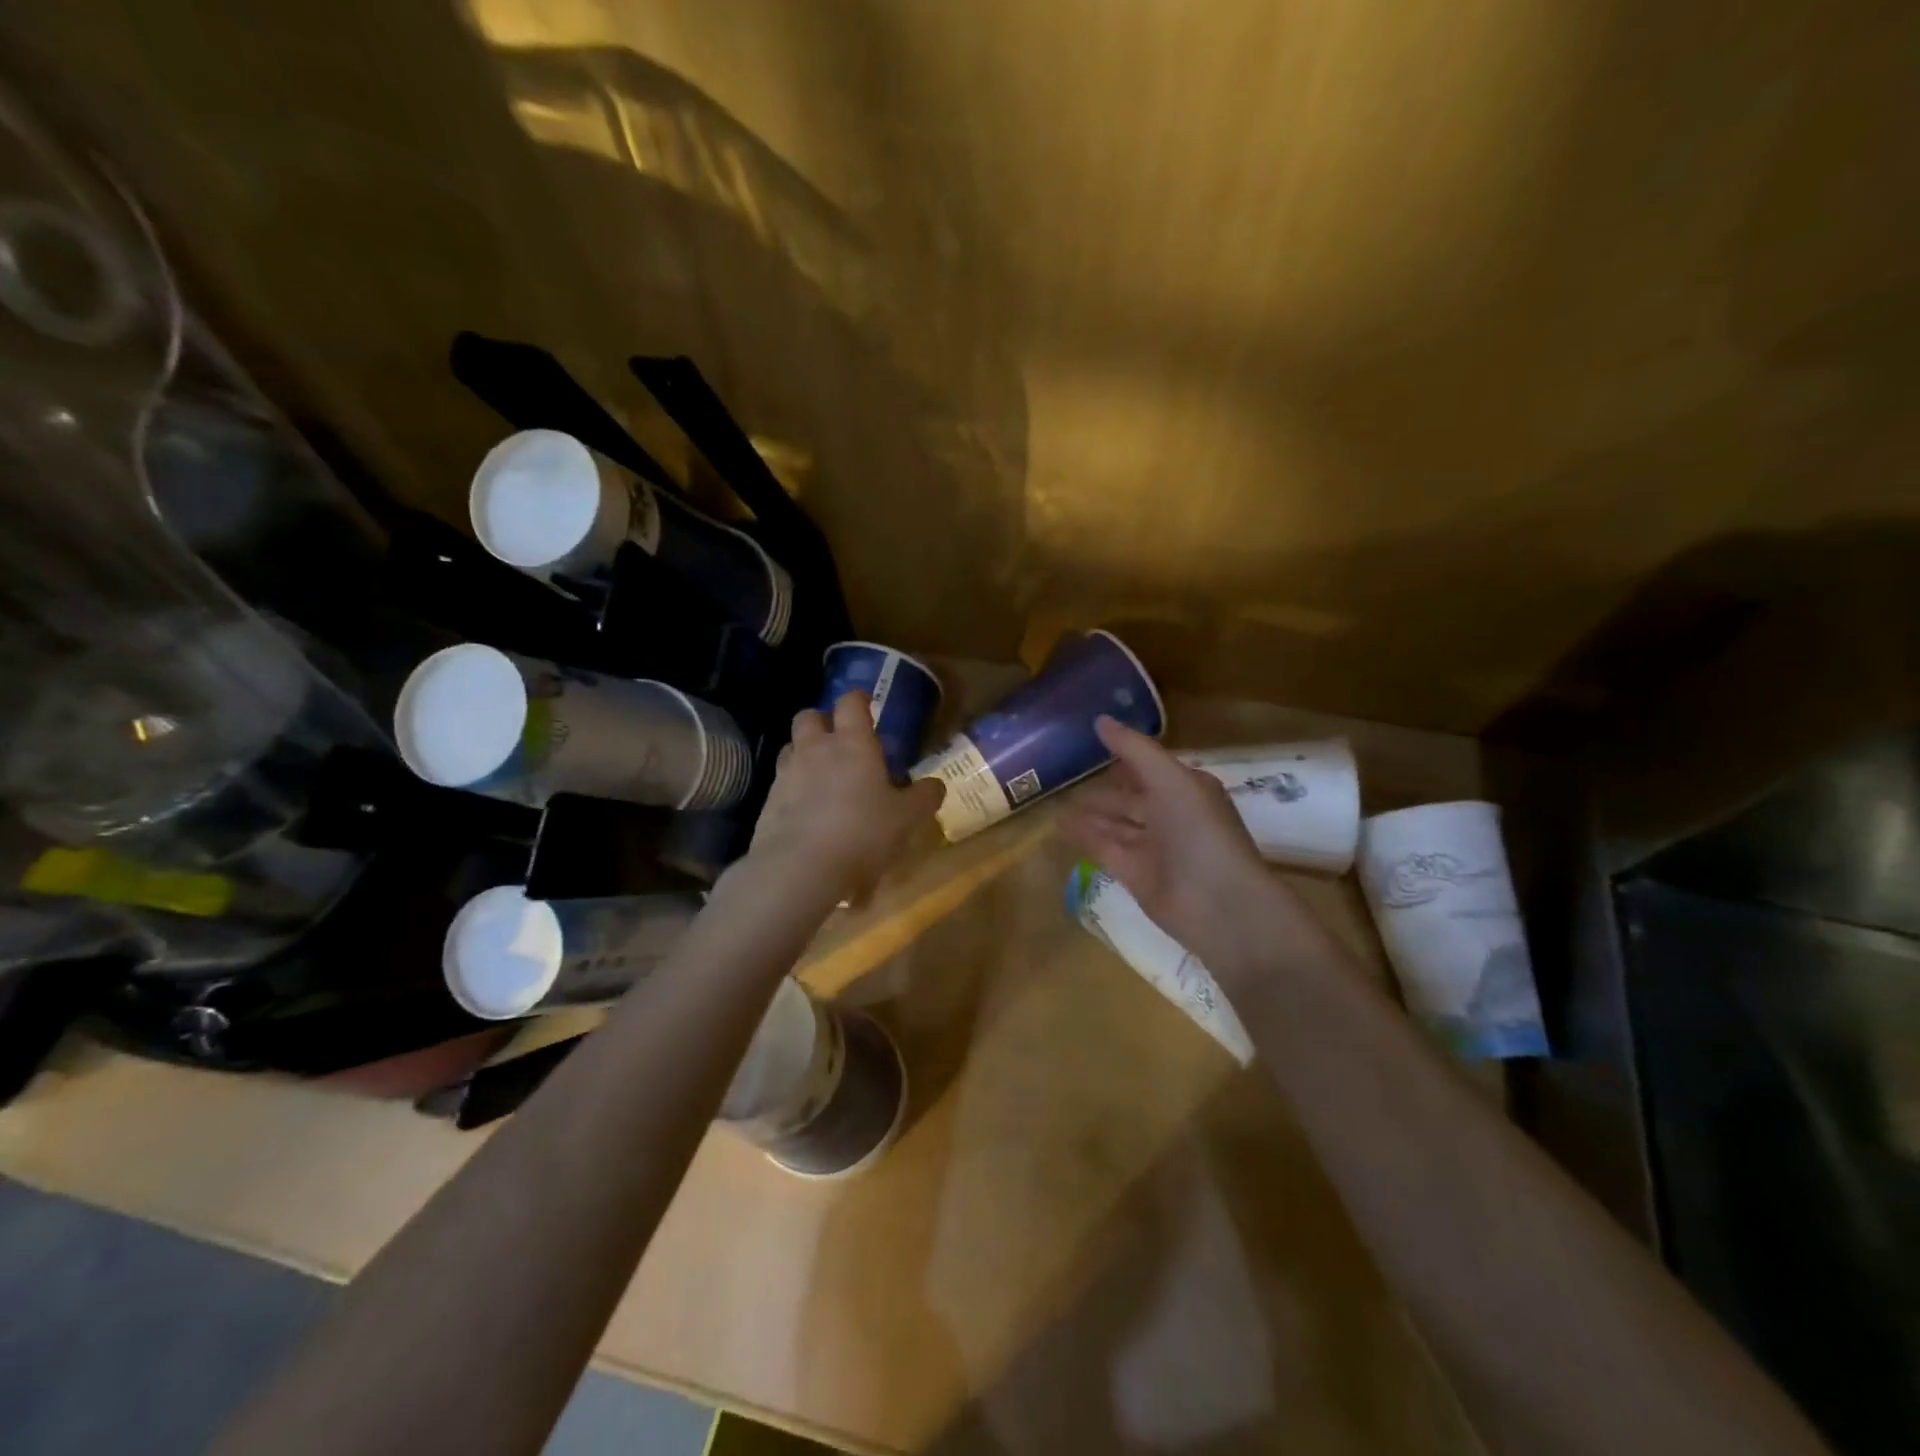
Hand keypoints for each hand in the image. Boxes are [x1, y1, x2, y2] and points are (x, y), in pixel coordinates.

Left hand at [747, 691, 942, 905]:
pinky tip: (808, 811)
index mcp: (852, 743)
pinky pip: (781, 783)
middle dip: (823, 721)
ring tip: (822, 776)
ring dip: (805, 753)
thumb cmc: (862, 833)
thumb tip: (935, 785)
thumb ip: (923, 798)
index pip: (850, 702)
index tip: (868, 706)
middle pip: (809, 716)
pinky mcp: (767, 802)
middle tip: (841, 741)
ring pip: (791, 747)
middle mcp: (815, 749)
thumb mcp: (906, 819)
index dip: (860, 700)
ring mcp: (786, 774)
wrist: (799, 869)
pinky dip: (793, 788)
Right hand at [1061, 716, 1275, 959]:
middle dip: (1104, 787)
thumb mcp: (1168, 779)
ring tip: (1054, 798)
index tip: (1091, 741)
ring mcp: (1152, 847)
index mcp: (1186, 789)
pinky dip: (1084, 835)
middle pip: (1131, 797)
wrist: (1217, 904)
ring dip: (1089, 812)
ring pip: (1115, 823)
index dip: (1125, 755)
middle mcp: (1170, 815)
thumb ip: (1134, 749)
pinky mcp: (1134, 873)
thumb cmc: (1199, 831)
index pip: (1150, 766)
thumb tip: (1100, 719)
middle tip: (1065, 772)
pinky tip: (1059, 824)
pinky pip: (1104, 847)